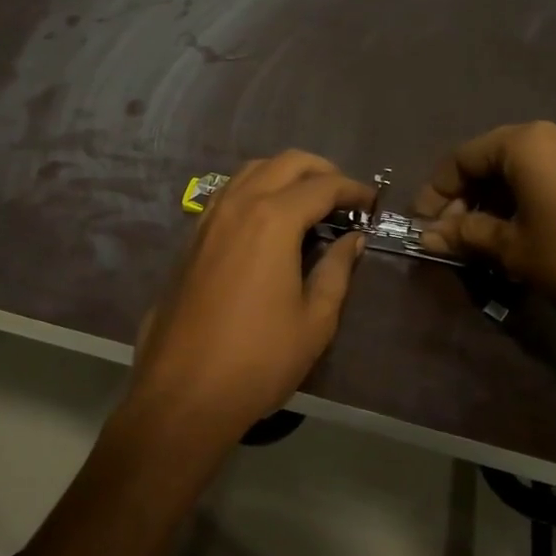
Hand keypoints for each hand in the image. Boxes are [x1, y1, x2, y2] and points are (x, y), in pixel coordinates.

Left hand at [129, 152, 370, 441]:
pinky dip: (255, 190)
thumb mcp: (314, 320)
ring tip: (309, 203)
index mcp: (272, 219)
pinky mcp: (191, 237)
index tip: (371, 204)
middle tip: (344, 197)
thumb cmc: (258, 359)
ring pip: (251, 171)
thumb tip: (352, 241)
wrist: (184, 392)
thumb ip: (337, 271)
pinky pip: (229, 193)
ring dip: (285, 175)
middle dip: (320, 170)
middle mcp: (238, 205)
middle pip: (285, 163)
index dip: (353, 190)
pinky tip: (268, 221)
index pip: (322, 186)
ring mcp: (208, 218)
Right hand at [413, 122, 555, 357]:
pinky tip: (525, 233)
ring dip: (498, 200)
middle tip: (452, 235)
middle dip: (468, 196)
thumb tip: (428, 235)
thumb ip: (466, 234)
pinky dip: (530, 199)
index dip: (437, 191)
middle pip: (496, 158)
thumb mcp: (513, 250)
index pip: (464, 157)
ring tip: (485, 239)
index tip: (423, 224)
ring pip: (527, 168)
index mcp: (530, 142)